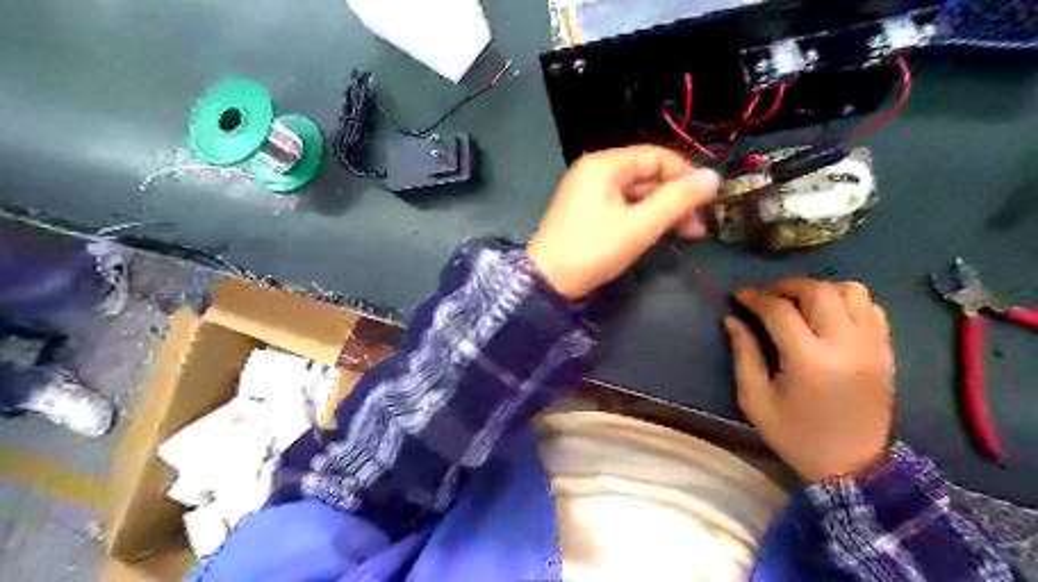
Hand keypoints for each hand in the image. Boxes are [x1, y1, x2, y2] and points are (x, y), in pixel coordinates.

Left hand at [530, 145, 719, 299]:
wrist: (547, 281)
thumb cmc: (593, 249)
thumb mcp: (640, 225)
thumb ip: (678, 200)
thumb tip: (714, 177)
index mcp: (604, 165)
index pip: (656, 156)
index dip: (686, 174)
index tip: (709, 198)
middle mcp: (595, 172)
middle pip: (646, 176)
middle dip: (676, 198)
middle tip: (700, 224)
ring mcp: (588, 193)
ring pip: (636, 194)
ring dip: (662, 211)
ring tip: (688, 234)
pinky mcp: (586, 213)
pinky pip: (622, 207)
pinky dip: (642, 218)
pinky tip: (660, 234)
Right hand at [723, 276, 896, 480]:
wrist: (853, 467)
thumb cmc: (795, 435)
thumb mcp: (755, 400)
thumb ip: (743, 354)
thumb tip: (732, 319)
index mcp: (809, 361)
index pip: (780, 310)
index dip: (755, 298)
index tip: (739, 296)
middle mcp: (846, 345)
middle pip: (818, 291)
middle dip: (787, 286)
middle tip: (768, 297)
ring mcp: (872, 347)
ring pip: (852, 291)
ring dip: (821, 290)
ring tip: (801, 304)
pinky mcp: (886, 352)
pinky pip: (871, 308)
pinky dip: (847, 302)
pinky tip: (828, 317)